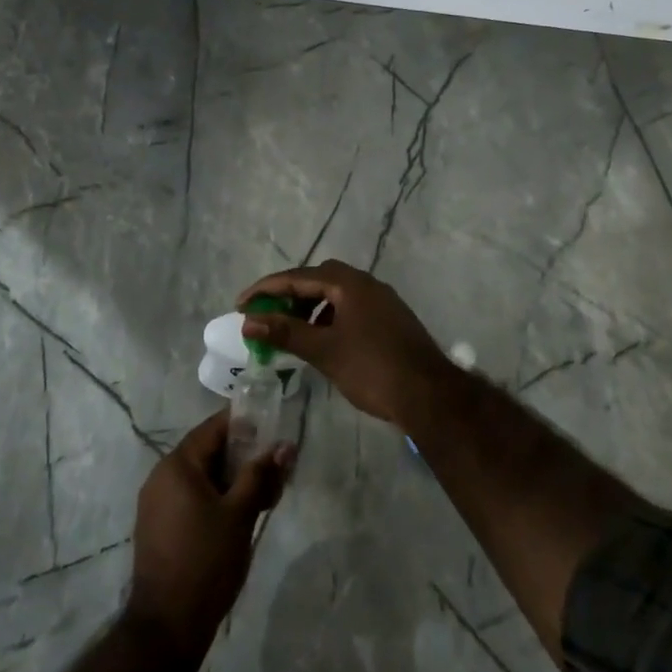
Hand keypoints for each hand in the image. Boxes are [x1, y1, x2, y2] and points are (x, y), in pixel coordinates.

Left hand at [126, 410, 292, 659]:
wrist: (167, 626)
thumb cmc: (206, 561)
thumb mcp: (240, 514)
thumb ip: (261, 474)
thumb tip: (284, 444)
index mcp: (177, 464)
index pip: (214, 428)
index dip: (245, 424)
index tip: (274, 429)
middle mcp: (161, 475)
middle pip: (208, 452)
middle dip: (243, 457)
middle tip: (276, 469)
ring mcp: (156, 503)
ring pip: (202, 478)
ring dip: (232, 480)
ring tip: (265, 496)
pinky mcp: (158, 527)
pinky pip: (191, 498)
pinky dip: (216, 498)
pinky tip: (240, 515)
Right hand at [238, 260, 451, 427]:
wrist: (429, 395)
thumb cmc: (372, 368)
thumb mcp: (323, 350)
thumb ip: (285, 332)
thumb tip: (249, 321)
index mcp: (349, 283)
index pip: (298, 277)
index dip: (266, 289)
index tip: (241, 305)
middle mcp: (366, 283)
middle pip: (318, 279)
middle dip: (289, 295)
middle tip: (268, 315)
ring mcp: (382, 301)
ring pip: (336, 294)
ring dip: (310, 307)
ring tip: (292, 331)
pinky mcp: (391, 319)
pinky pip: (351, 308)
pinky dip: (330, 318)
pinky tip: (323, 341)